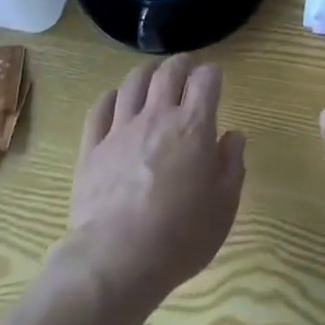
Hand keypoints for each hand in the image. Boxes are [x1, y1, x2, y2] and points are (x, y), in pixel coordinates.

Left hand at [65, 55, 245, 305]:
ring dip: (147, 74)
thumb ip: (232, 164)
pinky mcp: (92, 148)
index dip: (212, 74)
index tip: (214, 80)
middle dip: (181, 64)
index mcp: (193, 126)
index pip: (206, 79)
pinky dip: (111, 98)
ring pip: (133, 82)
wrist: (117, 261)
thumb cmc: (180, 236)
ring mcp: (121, 129)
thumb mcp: (224, 206)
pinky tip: (116, 101)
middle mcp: (158, 116)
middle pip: (169, 71)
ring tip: (153, 78)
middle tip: (186, 69)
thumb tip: (233, 136)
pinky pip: (100, 108)